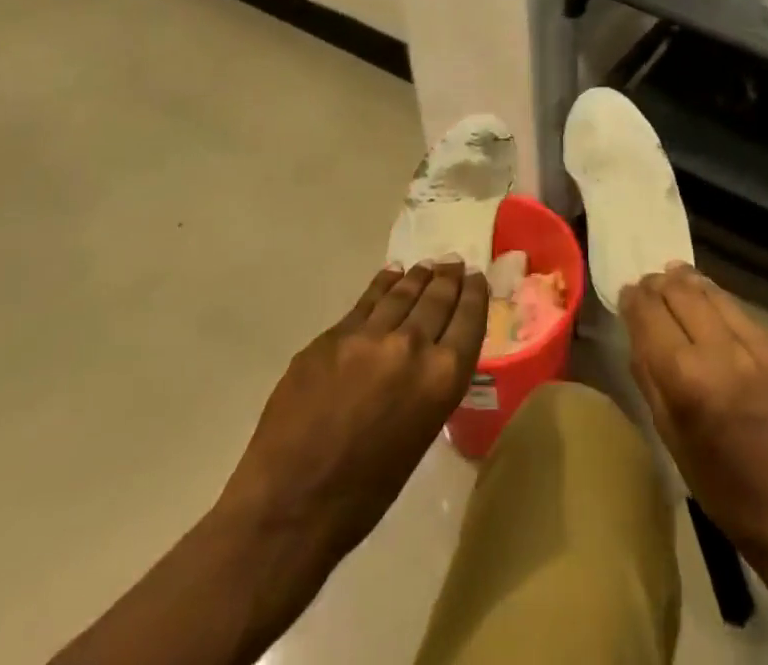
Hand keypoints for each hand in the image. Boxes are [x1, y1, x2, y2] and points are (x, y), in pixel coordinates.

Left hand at [220, 260, 487, 565]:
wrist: (291, 504)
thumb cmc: (364, 493)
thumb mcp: (418, 436)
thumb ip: (429, 387)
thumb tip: (429, 358)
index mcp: (441, 379)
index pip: (468, 321)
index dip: (474, 295)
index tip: (476, 278)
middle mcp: (412, 346)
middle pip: (436, 300)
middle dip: (448, 279)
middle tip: (453, 262)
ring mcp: (369, 336)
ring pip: (401, 293)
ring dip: (418, 277)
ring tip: (426, 266)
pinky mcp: (333, 335)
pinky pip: (366, 302)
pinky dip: (382, 286)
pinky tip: (389, 276)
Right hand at [621, 266, 767, 572]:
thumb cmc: (728, 493)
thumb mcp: (671, 440)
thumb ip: (649, 377)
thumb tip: (636, 330)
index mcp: (688, 381)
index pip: (649, 313)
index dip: (632, 298)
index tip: (626, 295)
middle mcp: (723, 351)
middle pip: (679, 291)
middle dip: (657, 284)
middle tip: (647, 287)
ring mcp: (759, 344)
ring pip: (711, 291)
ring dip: (686, 283)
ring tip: (673, 280)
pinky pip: (739, 310)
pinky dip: (716, 303)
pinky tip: (709, 309)